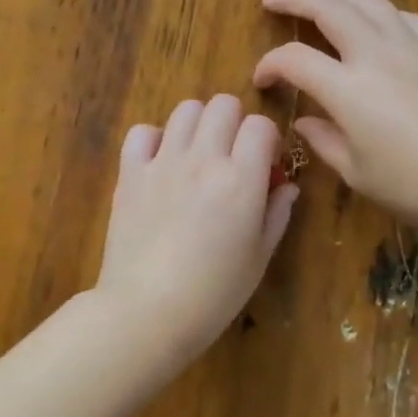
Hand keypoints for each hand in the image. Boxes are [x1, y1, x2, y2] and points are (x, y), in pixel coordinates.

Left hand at [94, 94, 298, 369]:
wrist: (146, 311)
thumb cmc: (213, 294)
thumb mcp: (259, 257)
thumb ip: (276, 214)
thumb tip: (287, 186)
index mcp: (241, 180)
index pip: (261, 125)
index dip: (267, 140)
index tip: (264, 163)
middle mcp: (203, 159)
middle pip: (223, 105)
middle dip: (235, 124)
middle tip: (232, 156)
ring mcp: (163, 162)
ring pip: (186, 109)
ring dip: (198, 124)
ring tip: (197, 155)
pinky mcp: (130, 173)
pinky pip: (142, 132)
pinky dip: (155, 139)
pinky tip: (161, 163)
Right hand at [253, 0, 417, 239]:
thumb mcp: (359, 174)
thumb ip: (325, 141)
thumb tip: (304, 121)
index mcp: (349, 90)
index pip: (295, 60)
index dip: (270, 65)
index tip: (262, 79)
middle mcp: (377, 55)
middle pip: (329, 8)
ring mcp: (413, 47)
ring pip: (368, 1)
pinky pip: (404, 16)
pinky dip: (380, 11)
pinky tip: (376, 21)